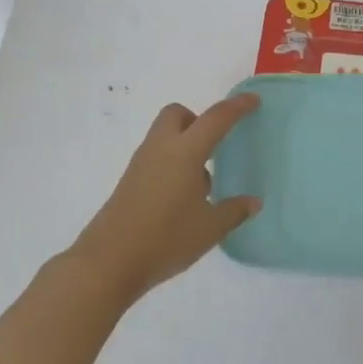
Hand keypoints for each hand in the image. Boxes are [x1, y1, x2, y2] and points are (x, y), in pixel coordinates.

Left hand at [67, 94, 261, 303]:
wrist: (109, 262)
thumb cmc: (165, 239)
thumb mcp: (210, 229)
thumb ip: (234, 211)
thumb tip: (253, 202)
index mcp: (185, 152)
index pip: (216, 119)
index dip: (237, 107)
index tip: (253, 100)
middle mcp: (160, 149)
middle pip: (178, 114)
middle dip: (198, 119)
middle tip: (215, 145)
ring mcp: (141, 164)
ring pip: (165, 135)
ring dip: (185, 144)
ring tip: (203, 183)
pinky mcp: (130, 181)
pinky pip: (156, 157)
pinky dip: (172, 163)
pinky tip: (183, 198)